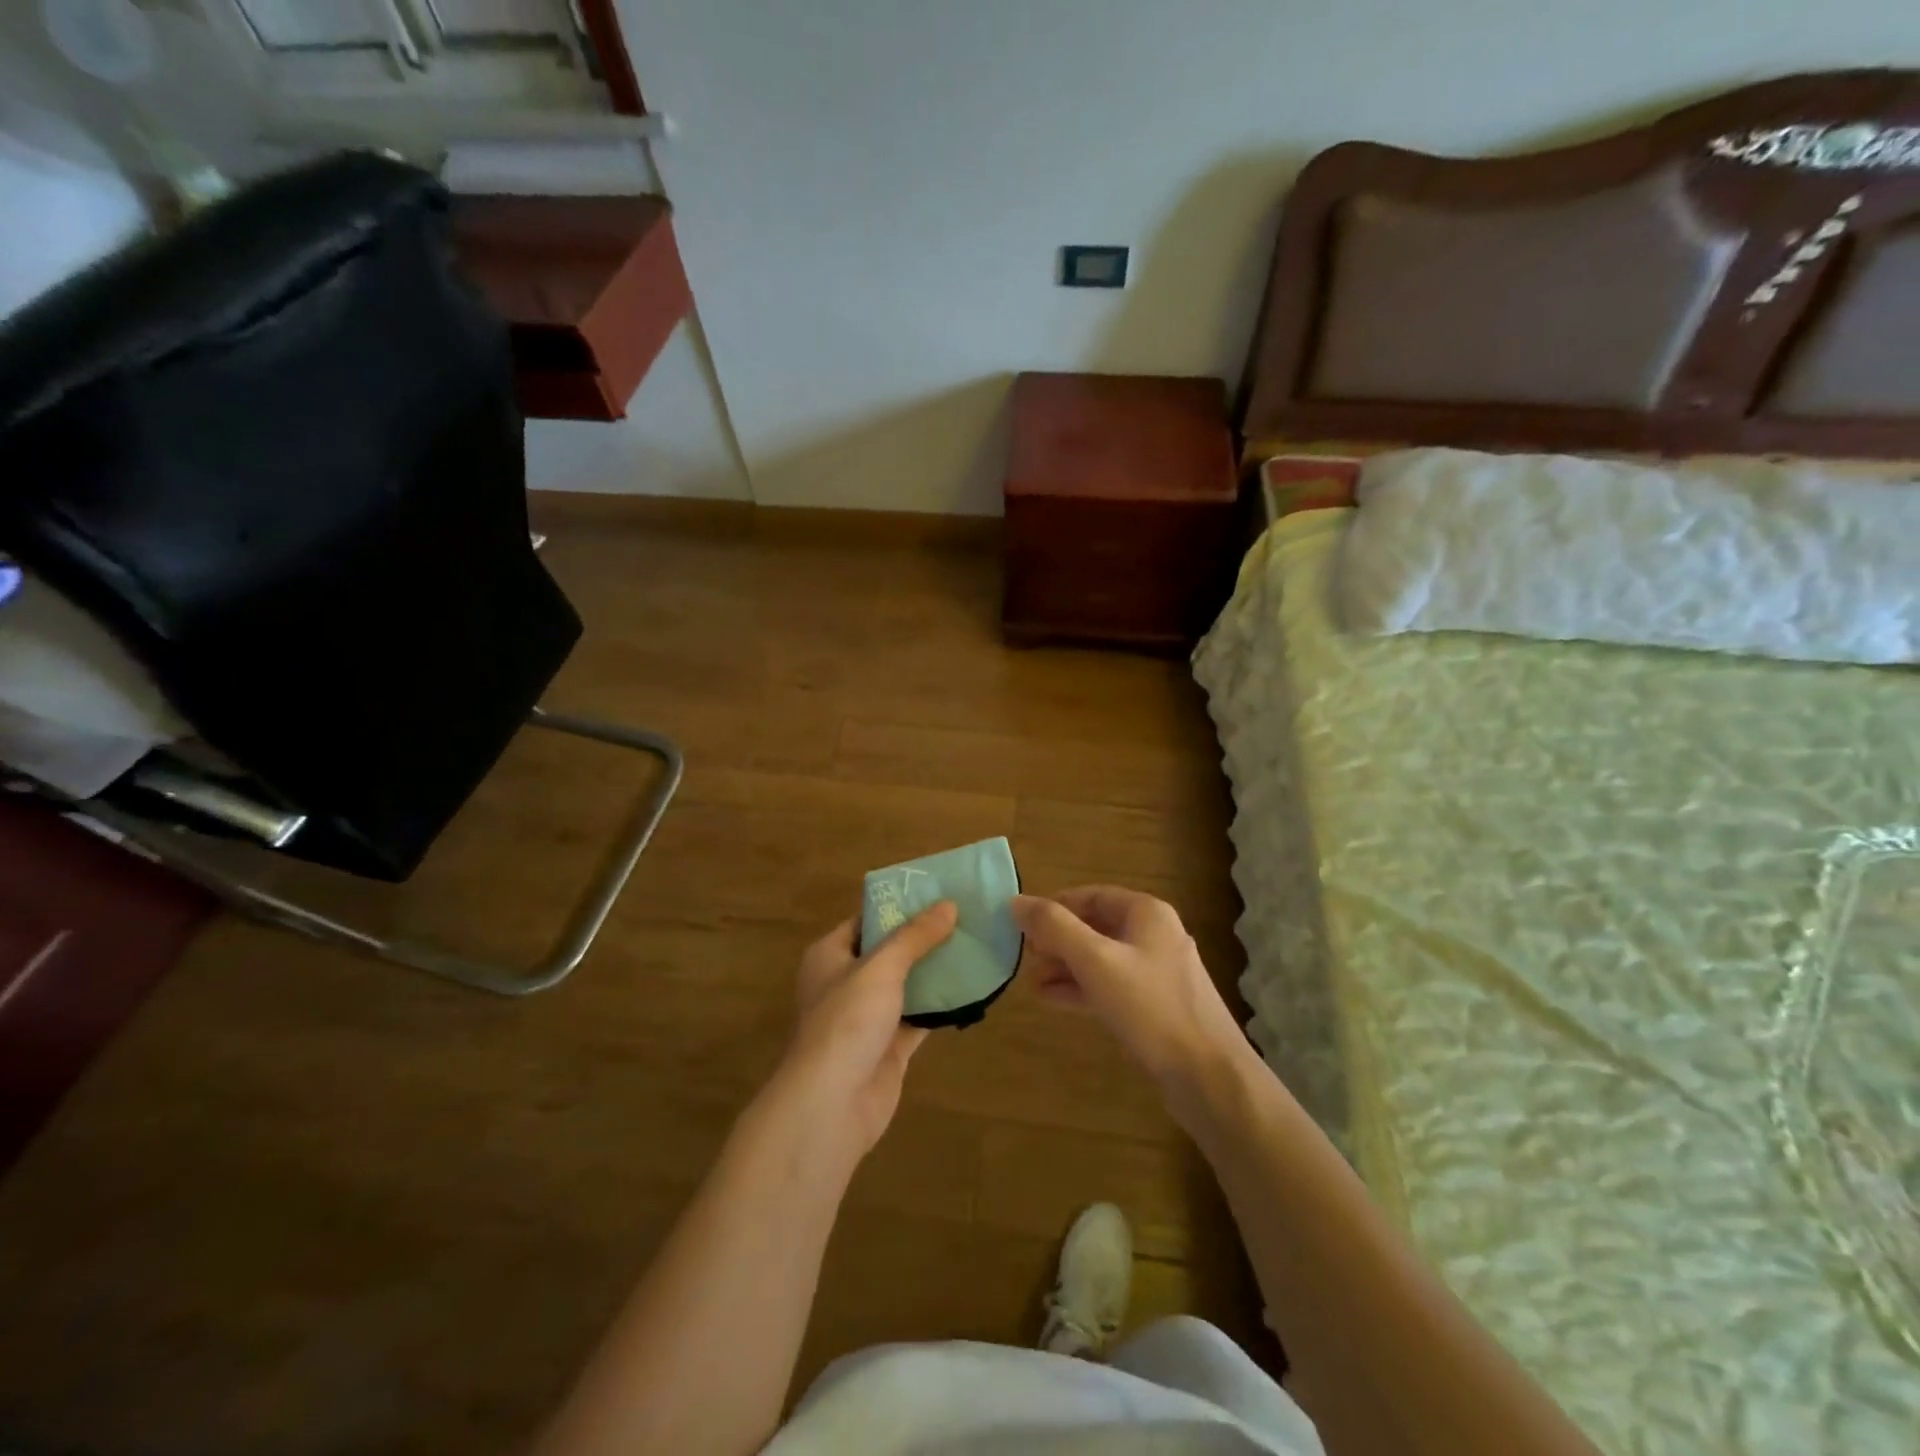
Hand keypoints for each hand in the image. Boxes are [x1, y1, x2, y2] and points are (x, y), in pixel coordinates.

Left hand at [777, 901, 957, 1157]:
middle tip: (966, 917)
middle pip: (890, 952)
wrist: (832, 1105)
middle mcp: (846, 982)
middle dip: (924, 938)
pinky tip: (972, 989)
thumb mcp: (881, 967)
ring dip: (935, 971)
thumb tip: (949, 904)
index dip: (899, 906)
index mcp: (830, 955)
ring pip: (907, 985)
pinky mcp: (888, 1048)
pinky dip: (941, 1006)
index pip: (867, 920)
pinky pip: (919, 1017)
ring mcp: (867, 1017)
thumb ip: (915, 936)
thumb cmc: (847, 1021)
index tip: (938, 893)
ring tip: (975, 945)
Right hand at [1012, 887, 1246, 1088]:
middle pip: (1095, 927)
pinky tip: (1053, 1000)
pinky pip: (1111, 987)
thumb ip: (1054, 928)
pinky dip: (1082, 989)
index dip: (1054, 908)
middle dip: (1057, 941)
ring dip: (1065, 968)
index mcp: (1146, 913)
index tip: (1022, 927)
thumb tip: (1016, 901)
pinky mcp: (1155, 1006)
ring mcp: (1157, 973)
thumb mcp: (1095, 960)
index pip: (1090, 896)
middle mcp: (1154, 935)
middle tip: (1026, 960)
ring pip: (1101, 959)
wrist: (1208, 1076)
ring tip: (1031, 984)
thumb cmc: (1150, 1007)